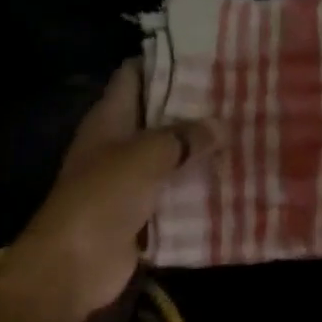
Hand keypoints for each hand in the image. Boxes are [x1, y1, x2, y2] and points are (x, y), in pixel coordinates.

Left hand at [7, 62, 220, 319]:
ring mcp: (130, 181)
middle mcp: (118, 145)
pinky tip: (234, 181)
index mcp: (109, 119)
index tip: (209, 58)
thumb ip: (184, 138)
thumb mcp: (145, 156)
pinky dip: (199, 190)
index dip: (167, 63)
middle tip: (242, 98)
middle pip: (159, 118)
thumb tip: (221, 126)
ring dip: (202, 153)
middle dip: (196, 110)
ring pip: (172, 159)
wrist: (75, 264)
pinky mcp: (143, 214)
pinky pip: (176, 196)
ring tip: (246, 136)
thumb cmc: (102, 198)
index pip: (136, 76)